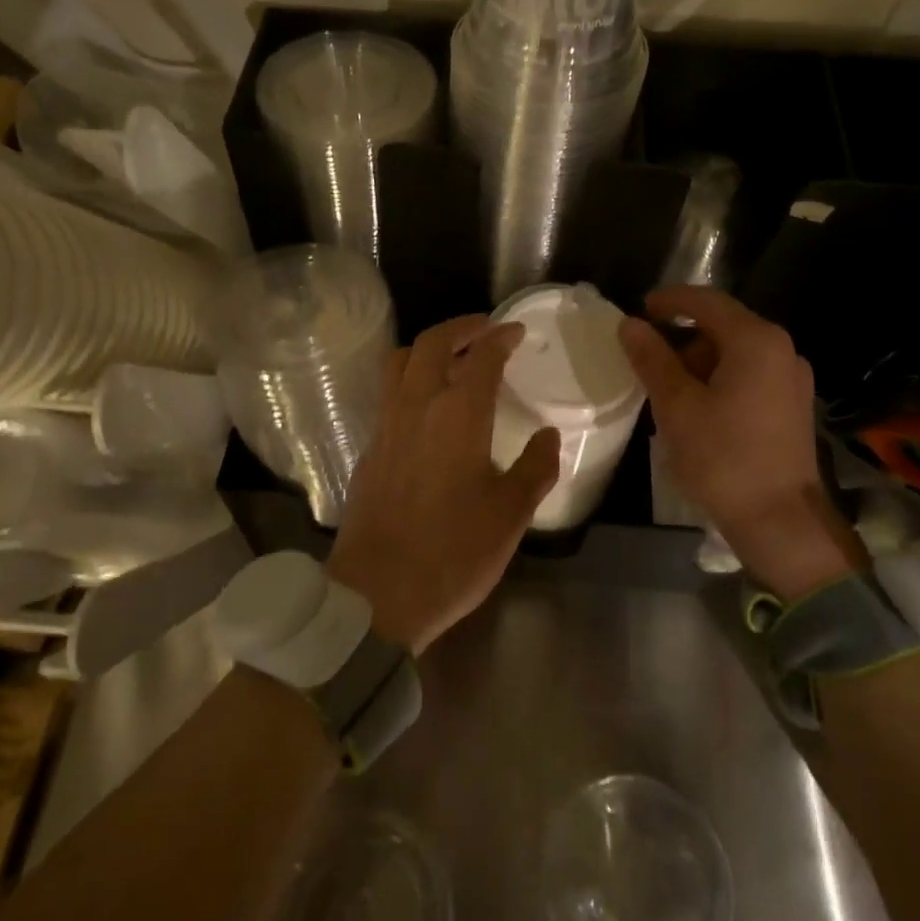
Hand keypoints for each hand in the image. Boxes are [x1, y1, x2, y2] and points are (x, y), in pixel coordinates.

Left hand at [327, 316, 560, 654]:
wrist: (377, 592)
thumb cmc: (453, 553)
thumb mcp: (510, 514)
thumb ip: (535, 468)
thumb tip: (549, 436)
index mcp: (458, 415)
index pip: (480, 356)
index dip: (501, 338)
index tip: (517, 333)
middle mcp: (416, 407)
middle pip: (431, 344)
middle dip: (460, 328)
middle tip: (485, 330)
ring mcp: (385, 426)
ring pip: (399, 363)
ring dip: (427, 348)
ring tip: (452, 358)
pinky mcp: (369, 449)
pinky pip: (387, 394)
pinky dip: (409, 380)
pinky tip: (426, 406)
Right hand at [617, 285, 861, 599]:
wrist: (780, 520)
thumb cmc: (723, 458)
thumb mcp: (676, 406)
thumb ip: (652, 359)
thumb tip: (629, 325)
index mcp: (756, 341)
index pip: (706, 300)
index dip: (668, 301)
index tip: (637, 311)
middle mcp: (781, 350)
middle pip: (723, 326)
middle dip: (681, 337)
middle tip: (646, 361)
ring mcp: (791, 379)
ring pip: (736, 354)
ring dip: (698, 363)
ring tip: (667, 392)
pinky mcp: (792, 406)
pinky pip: (749, 376)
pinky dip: (718, 381)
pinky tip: (697, 410)